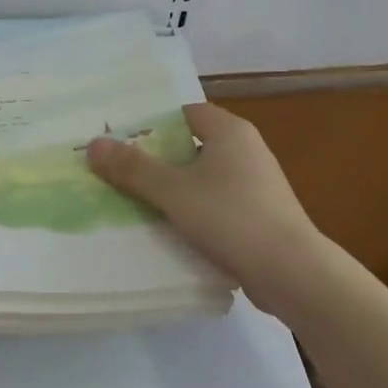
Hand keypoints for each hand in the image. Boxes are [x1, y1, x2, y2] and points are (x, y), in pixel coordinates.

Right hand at [87, 103, 324, 313]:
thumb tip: (94, 144)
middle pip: (190, 146)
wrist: (292, 272)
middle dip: (157, 160)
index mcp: (229, 130)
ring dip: (174, 189)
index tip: (120, 144)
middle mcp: (246, 149)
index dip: (151, 126)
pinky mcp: (259, 214)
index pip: (183, 114)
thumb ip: (133, 168)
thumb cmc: (231, 218)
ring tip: (135, 204)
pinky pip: (216, 203)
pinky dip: (194, 211)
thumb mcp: (174, 192)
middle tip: (118, 174)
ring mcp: (256, 183)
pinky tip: (170, 230)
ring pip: (202, 177)